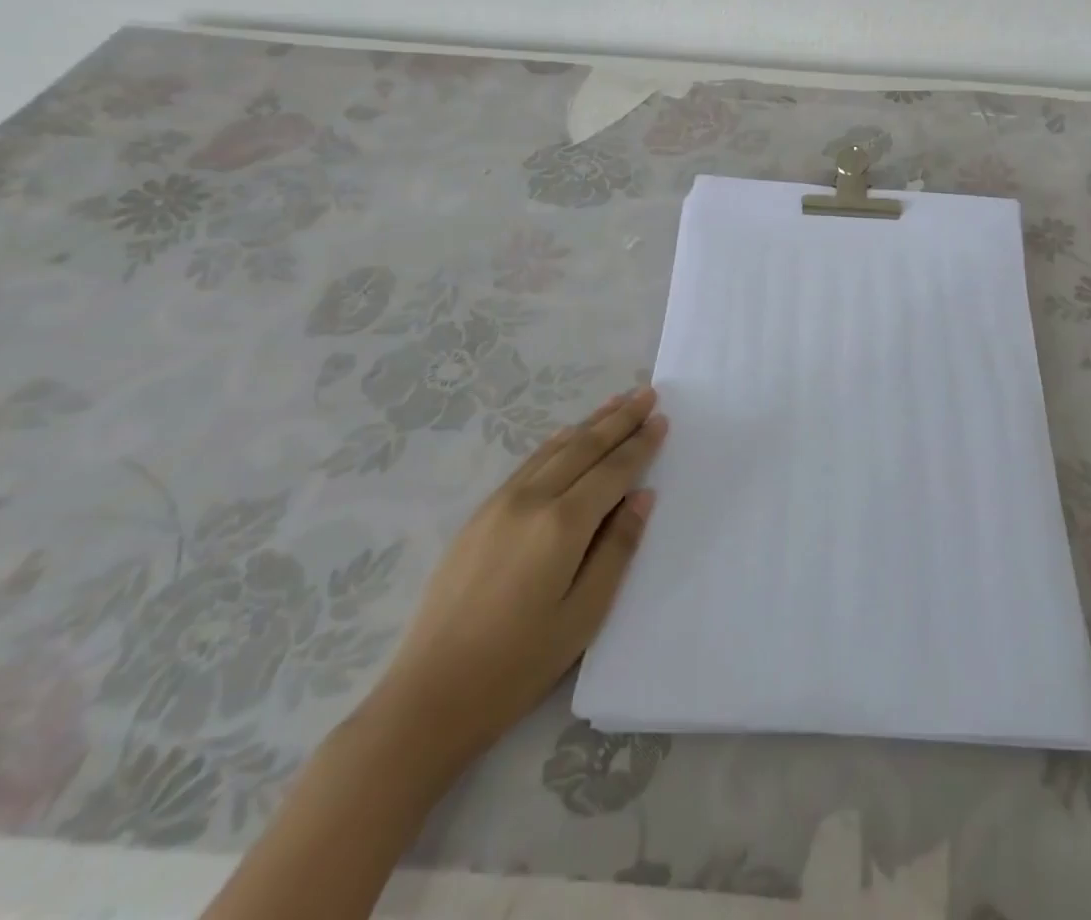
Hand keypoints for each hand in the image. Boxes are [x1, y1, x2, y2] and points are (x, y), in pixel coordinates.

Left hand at [362, 388, 665, 767]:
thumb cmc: (518, 664)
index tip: (662, 418)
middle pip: (584, 447)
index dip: (640, 443)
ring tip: (616, 402)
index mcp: (562, 524)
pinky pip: (529, 463)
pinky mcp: (479, 516)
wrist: (428, 697)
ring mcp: (499, 504)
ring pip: (554, 449)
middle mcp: (531, 500)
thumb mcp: (584, 614)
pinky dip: (557, 442)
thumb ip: (617, 548)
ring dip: (589, 423)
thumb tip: (642, 496)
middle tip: (646, 393)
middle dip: (619, 419)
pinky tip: (567, 436)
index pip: (613, 470)